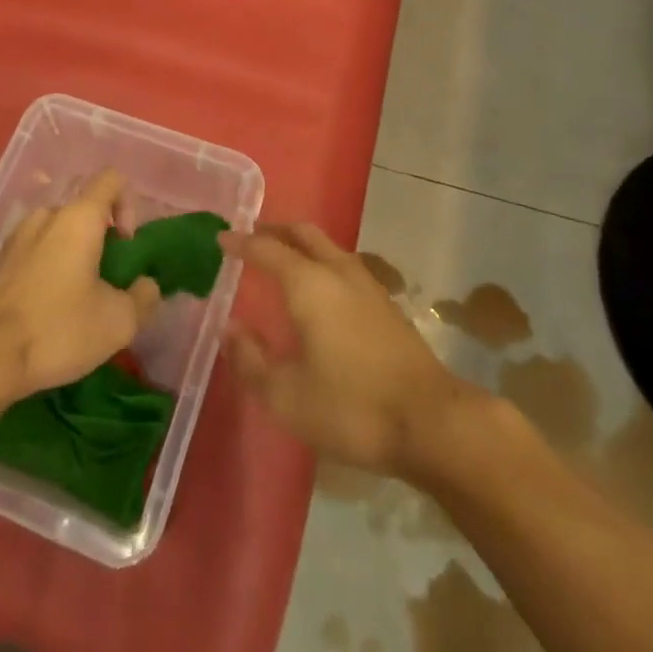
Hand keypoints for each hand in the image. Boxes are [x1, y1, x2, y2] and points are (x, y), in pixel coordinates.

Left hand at [0, 171, 160, 400]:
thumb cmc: (57, 330)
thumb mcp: (118, 322)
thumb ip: (144, 296)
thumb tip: (146, 285)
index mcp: (78, 217)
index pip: (112, 180)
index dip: (129, 205)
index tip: (126, 246)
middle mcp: (47, 215)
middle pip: (85, 210)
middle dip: (102, 239)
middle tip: (108, 282)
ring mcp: (18, 237)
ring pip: (59, 232)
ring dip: (75, 255)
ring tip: (79, 299)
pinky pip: (37, 251)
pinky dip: (50, 268)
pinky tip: (49, 309)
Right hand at [223, 223, 479, 481]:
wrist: (431, 421)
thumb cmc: (352, 407)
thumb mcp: (287, 396)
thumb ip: (251, 360)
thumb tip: (229, 328)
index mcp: (308, 283)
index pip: (267, 249)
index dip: (242, 242)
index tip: (221, 238)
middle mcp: (337, 271)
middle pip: (302, 234)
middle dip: (274, 230)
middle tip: (251, 236)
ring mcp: (366, 284)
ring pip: (326, 246)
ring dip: (300, 244)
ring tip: (281, 258)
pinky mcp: (385, 303)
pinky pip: (342, 264)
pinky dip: (320, 261)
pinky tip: (318, 288)